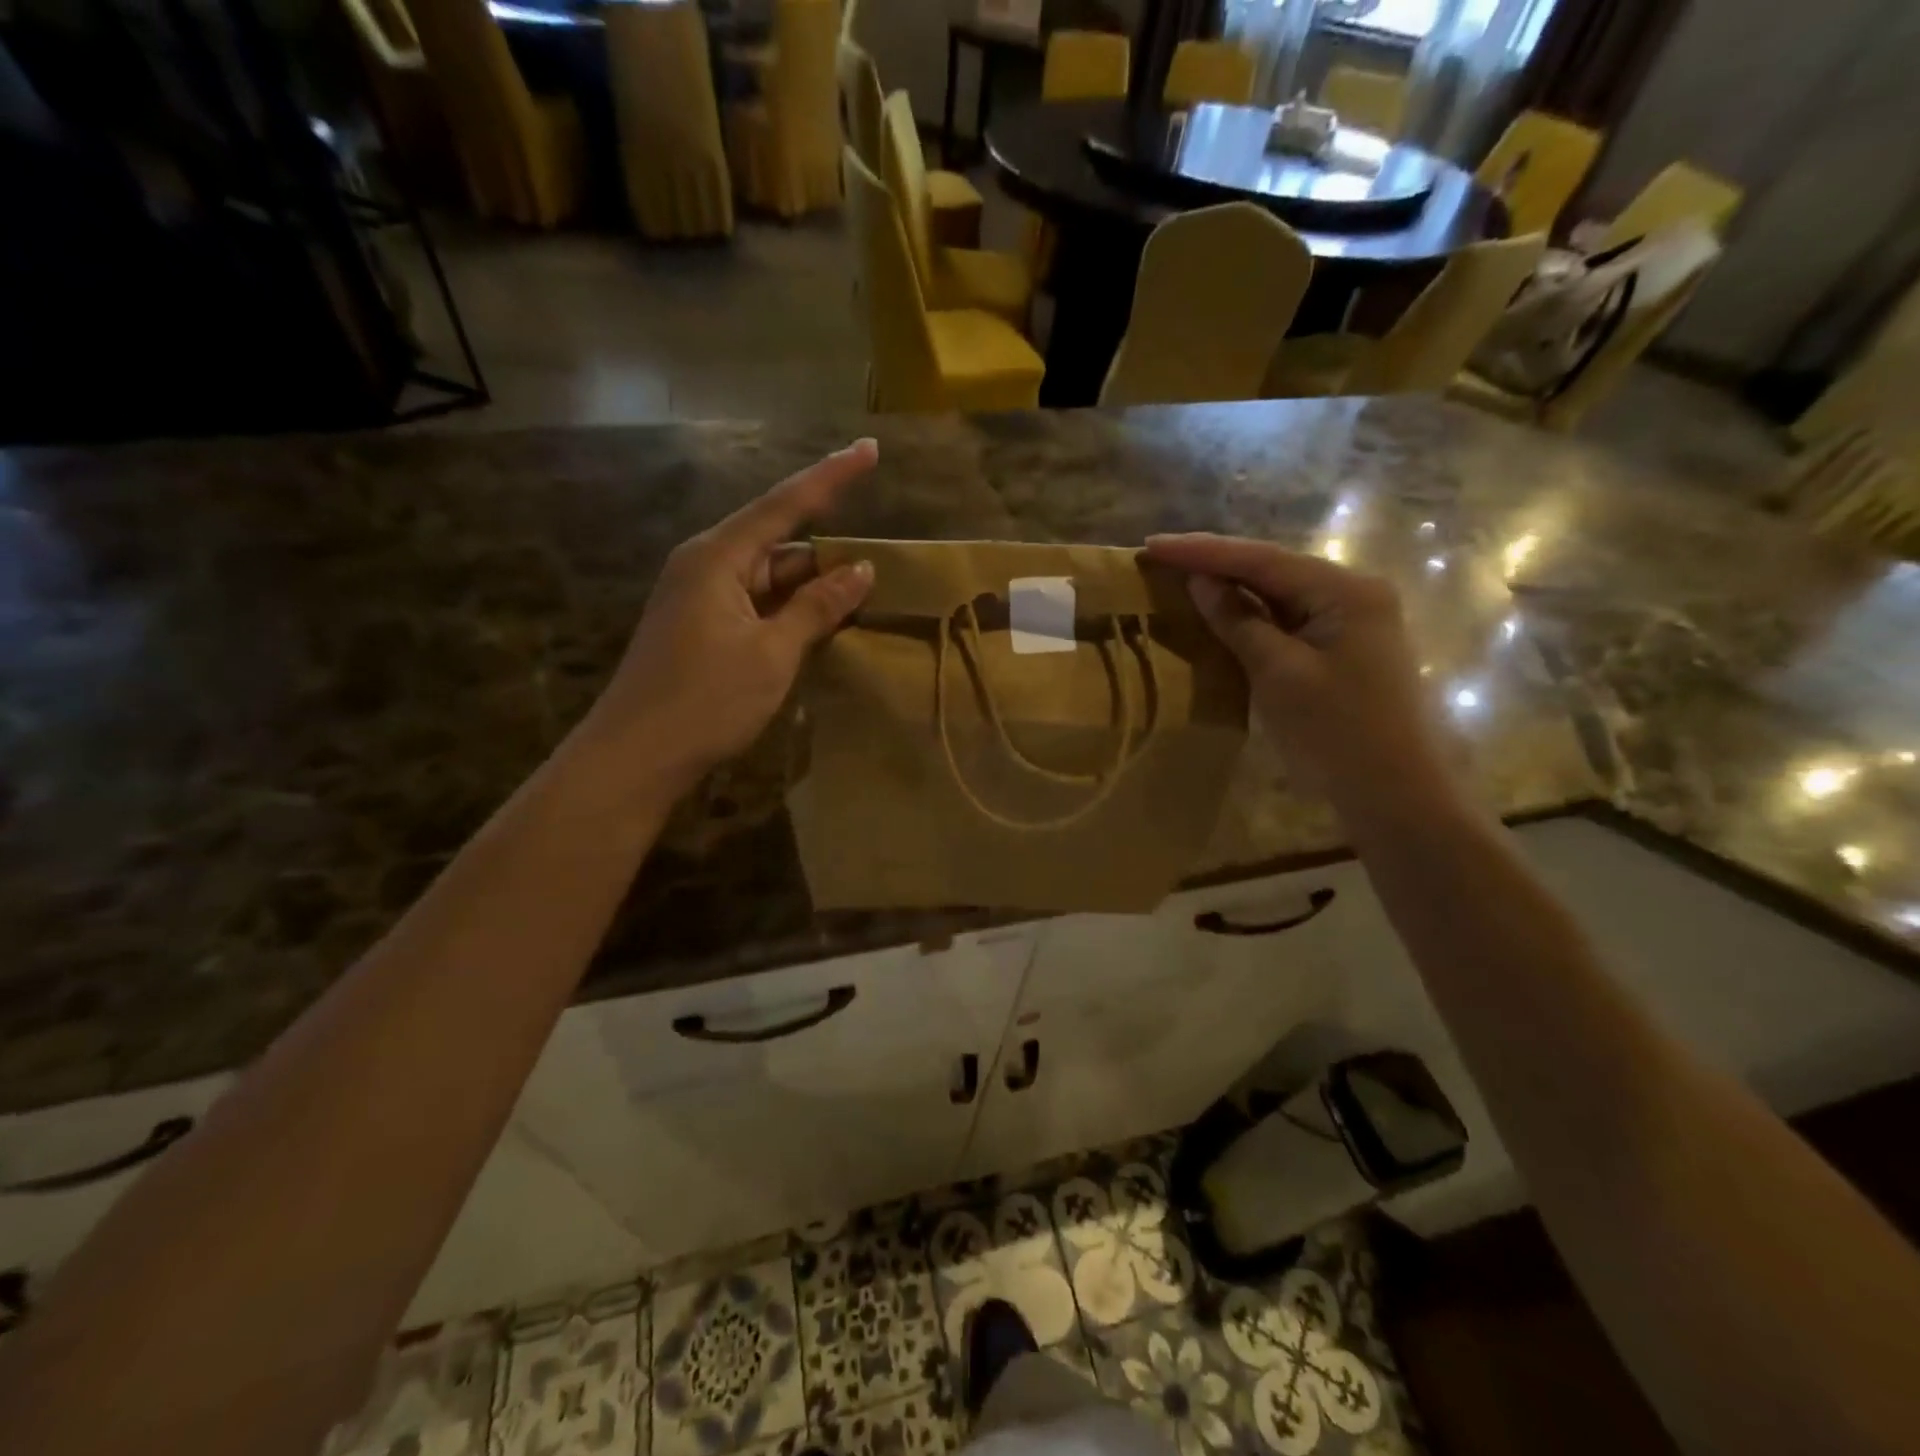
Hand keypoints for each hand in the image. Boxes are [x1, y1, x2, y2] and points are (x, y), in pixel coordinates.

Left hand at [581, 440, 877, 796]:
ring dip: (812, 591)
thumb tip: (861, 569)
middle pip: (780, 544)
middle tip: (881, 572)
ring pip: (770, 579)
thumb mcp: (773, 653)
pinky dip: (790, 614)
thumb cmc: (705, 701)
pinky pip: (757, 605)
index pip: (785, 503)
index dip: (831, 476)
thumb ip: (817, 607)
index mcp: (718, 557)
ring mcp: (701, 598)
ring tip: (863, 605)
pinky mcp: (701, 628)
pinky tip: (823, 629)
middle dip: (829, 556)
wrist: (634, 757)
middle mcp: (706, 565)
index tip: (869, 449)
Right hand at [1145, 533, 1453, 816]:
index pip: (1262, 560)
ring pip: (1280, 593)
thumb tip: (1201, 582)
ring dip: (1232, 587)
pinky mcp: (1344, 648)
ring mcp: (1353, 621)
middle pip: (1273, 569)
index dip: (1203, 551)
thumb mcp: (1277, 674)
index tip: (1152, 545)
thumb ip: (1238, 621)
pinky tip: (1221, 611)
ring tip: (1180, 575)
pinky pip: (1289, 619)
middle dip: (1216, 562)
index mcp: (1346, 591)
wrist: (1394, 795)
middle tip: (1161, 555)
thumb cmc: (1335, 733)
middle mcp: (1354, 593)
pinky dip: (1252, 615)